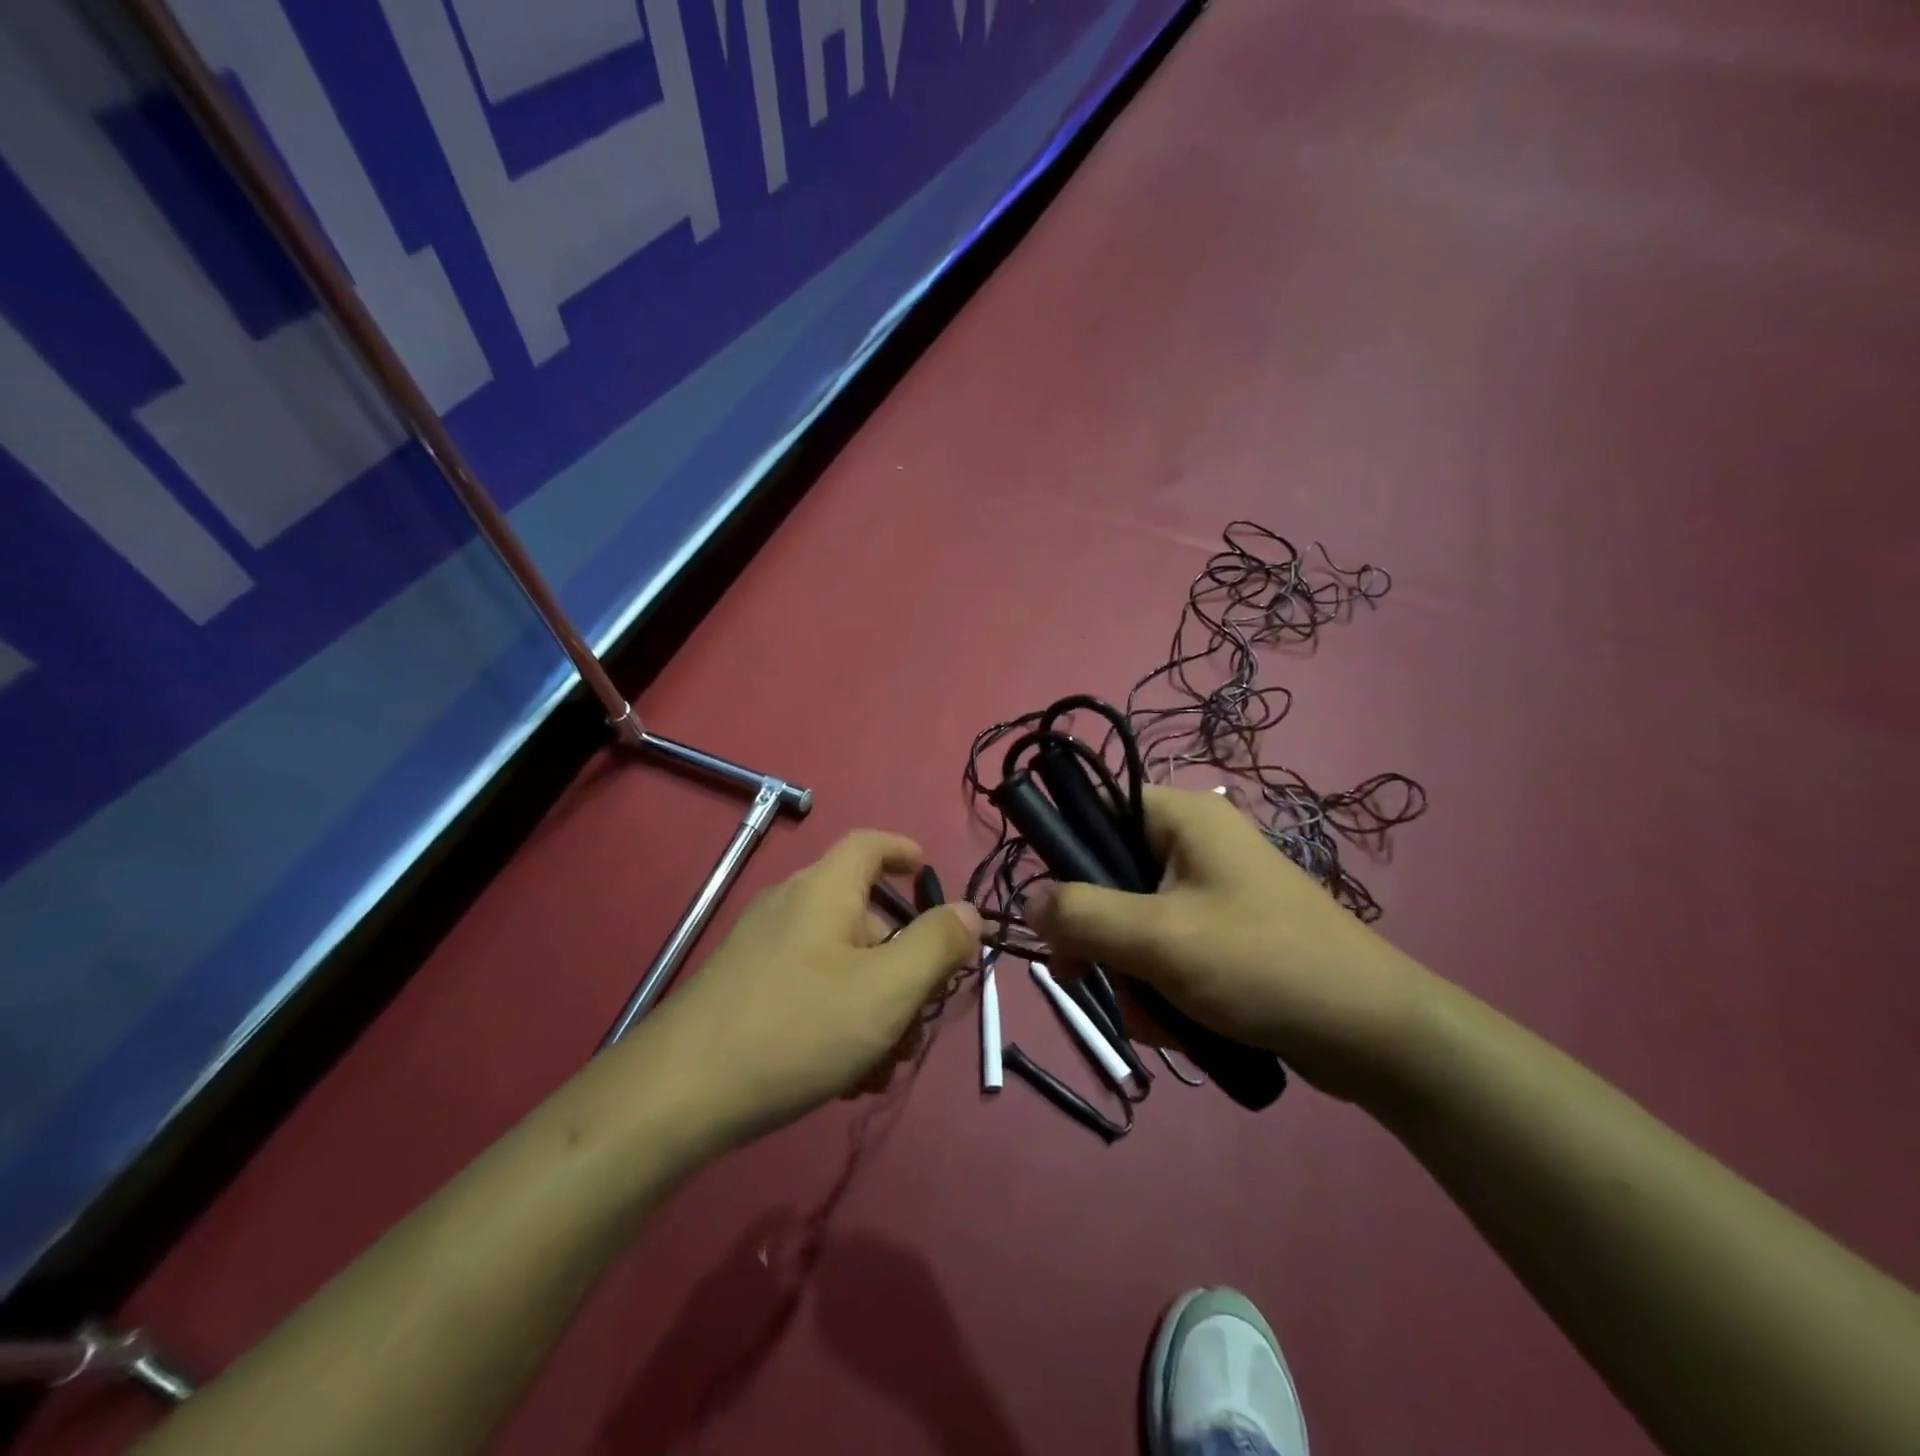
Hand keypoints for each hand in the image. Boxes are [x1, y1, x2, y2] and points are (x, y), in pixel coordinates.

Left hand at [641, 831, 982, 1146]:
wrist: (677, 1094)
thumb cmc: (797, 1027)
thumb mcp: (886, 989)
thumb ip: (936, 945)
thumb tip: (967, 912)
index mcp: (825, 890)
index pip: (869, 845)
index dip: (904, 852)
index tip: (930, 876)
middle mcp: (791, 907)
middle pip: (865, 918)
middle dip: (902, 969)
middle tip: (919, 1022)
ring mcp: (763, 949)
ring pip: (841, 964)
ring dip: (874, 1007)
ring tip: (880, 1068)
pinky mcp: (745, 989)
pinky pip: (809, 990)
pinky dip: (837, 1020)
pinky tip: (841, 1078)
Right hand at [1027, 786, 1440, 1100]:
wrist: (1372, 1035)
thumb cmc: (1261, 964)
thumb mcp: (1158, 938)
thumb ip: (1082, 914)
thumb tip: (1026, 900)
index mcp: (1183, 817)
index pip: (1097, 807)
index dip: (1066, 852)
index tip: (1054, 910)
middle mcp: (1195, 844)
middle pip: (1110, 875)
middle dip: (1098, 935)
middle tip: (1087, 976)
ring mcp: (1211, 892)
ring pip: (1133, 922)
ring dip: (1127, 971)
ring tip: (1151, 1015)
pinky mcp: (1224, 935)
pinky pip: (1165, 951)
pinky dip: (1158, 986)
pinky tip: (1172, 1025)